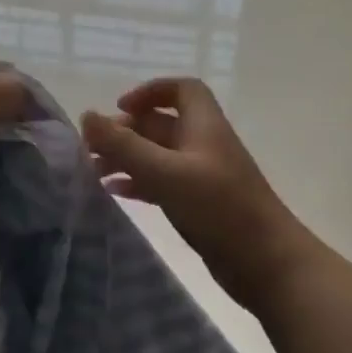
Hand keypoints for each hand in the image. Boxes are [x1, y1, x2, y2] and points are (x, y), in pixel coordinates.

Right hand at [82, 78, 318, 309]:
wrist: (265, 262)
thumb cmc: (218, 208)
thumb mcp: (165, 172)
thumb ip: (124, 145)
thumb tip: (86, 116)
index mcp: (204, 126)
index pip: (181, 90)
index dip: (150, 91)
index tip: (119, 108)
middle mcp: (203, 145)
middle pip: (161, 124)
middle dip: (126, 131)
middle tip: (90, 149)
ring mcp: (202, 176)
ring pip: (158, 156)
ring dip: (126, 159)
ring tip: (93, 172)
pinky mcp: (199, 204)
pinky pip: (162, 183)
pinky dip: (137, 183)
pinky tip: (114, 193)